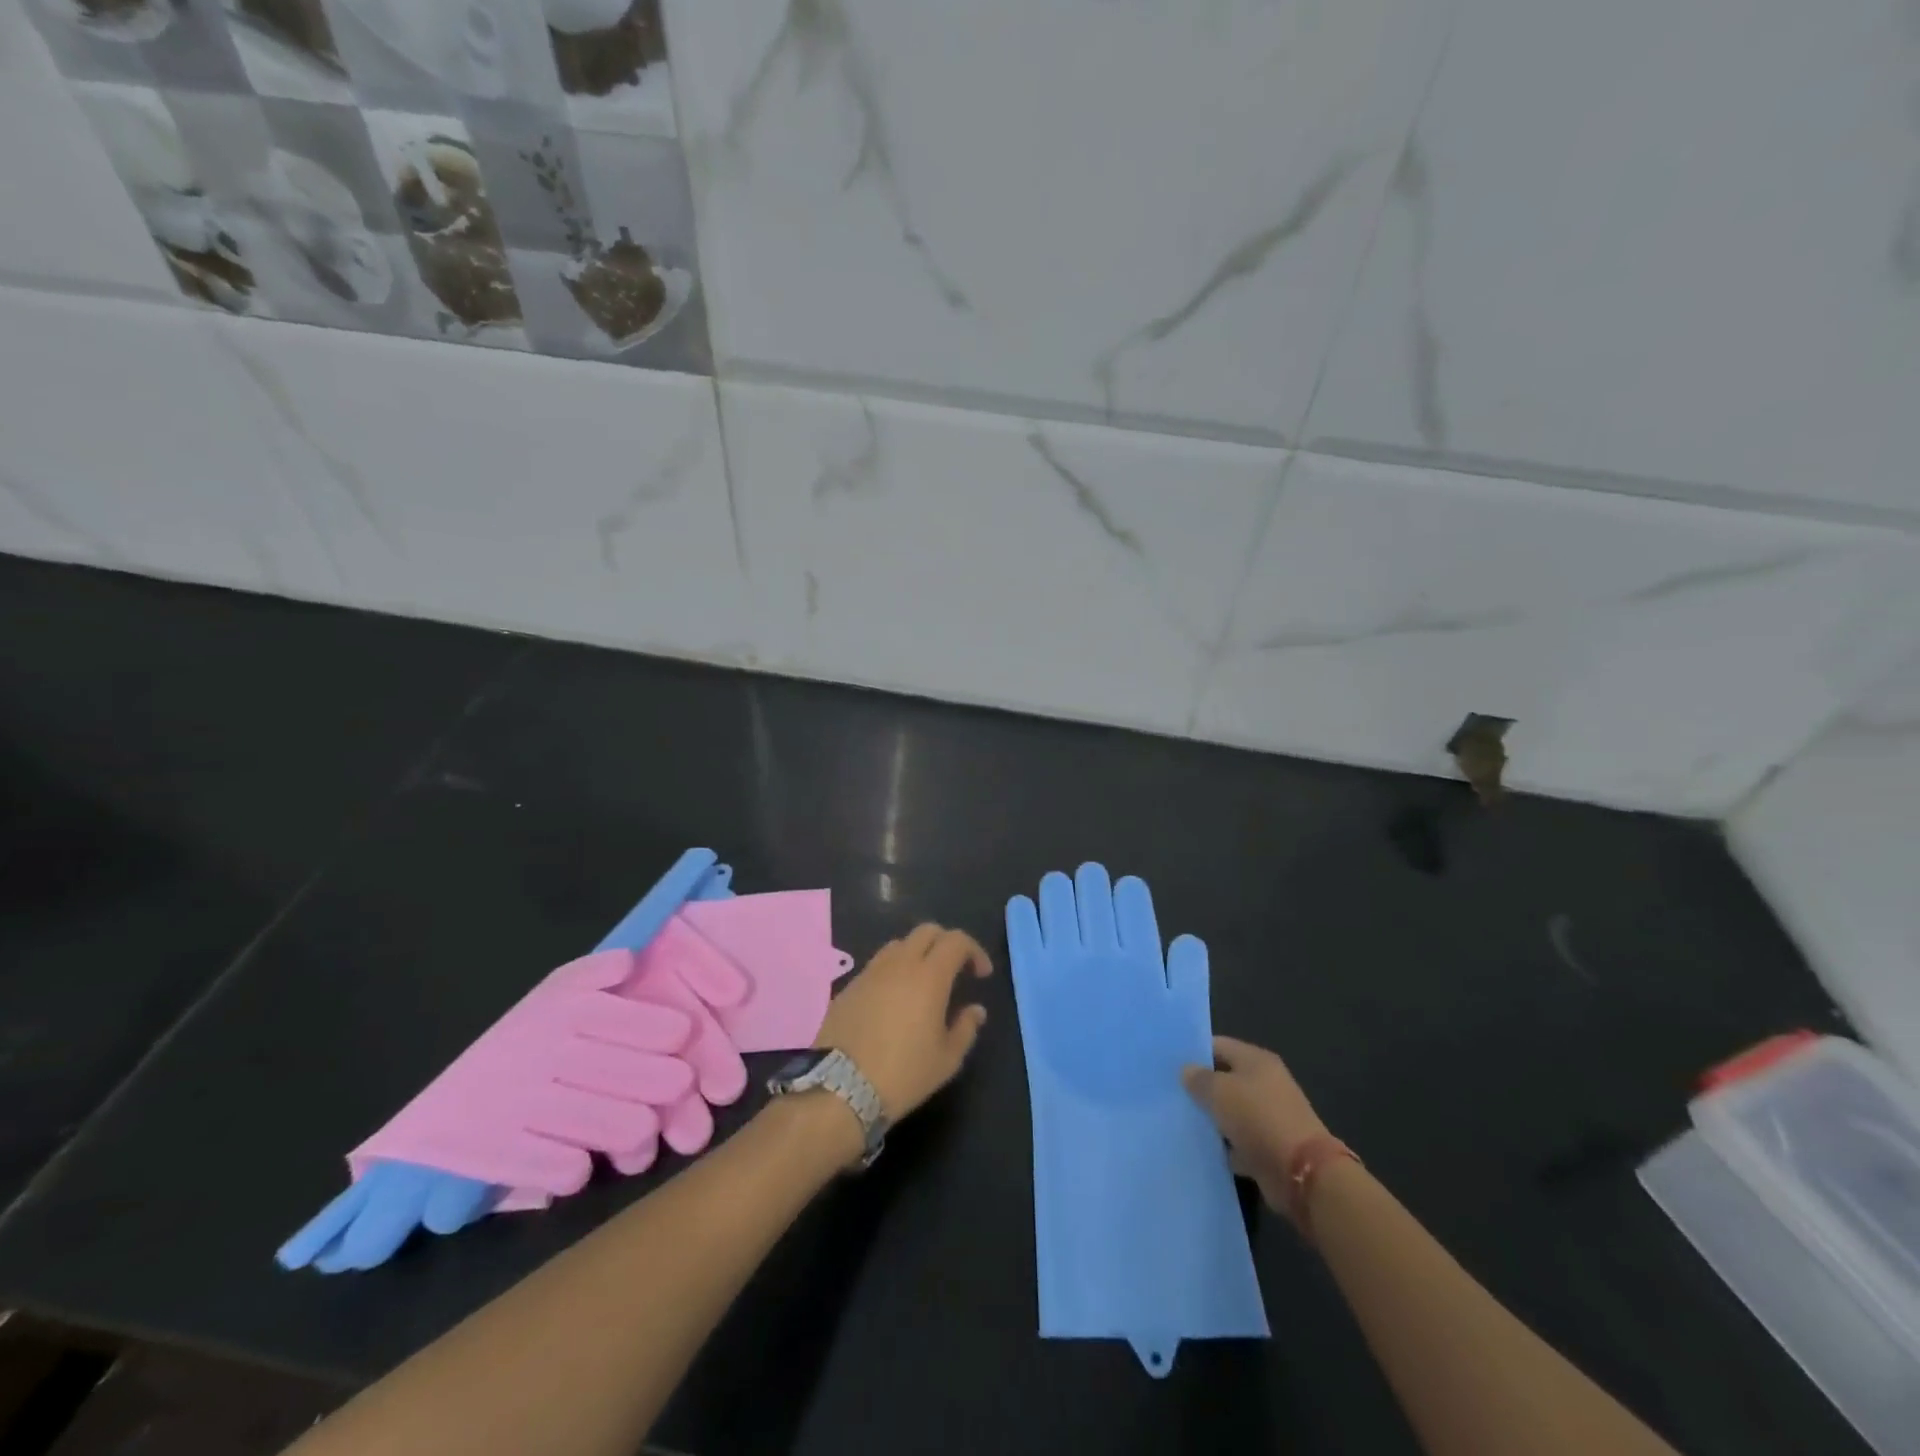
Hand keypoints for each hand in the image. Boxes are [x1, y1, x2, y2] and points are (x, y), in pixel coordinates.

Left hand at [814, 924, 991, 1119]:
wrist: (840, 1088)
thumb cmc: (903, 1074)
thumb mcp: (946, 1059)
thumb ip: (966, 1028)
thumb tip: (975, 1010)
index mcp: (929, 975)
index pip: (956, 940)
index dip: (974, 950)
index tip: (981, 974)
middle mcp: (899, 963)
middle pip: (927, 931)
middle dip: (946, 943)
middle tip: (955, 970)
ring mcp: (870, 971)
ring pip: (899, 944)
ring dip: (917, 954)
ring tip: (923, 983)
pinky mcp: (849, 986)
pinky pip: (877, 965)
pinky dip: (893, 971)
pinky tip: (894, 1000)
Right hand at [1182, 1036, 1329, 1216]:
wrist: (1302, 1173)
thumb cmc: (1258, 1118)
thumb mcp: (1220, 1091)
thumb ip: (1199, 1078)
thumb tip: (1187, 1070)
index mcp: (1257, 1061)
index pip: (1218, 1045)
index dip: (1194, 1052)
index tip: (1169, 1063)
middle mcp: (1265, 1084)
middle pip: (1225, 1079)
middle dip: (1201, 1087)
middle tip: (1170, 1092)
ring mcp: (1269, 1116)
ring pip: (1231, 1112)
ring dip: (1212, 1118)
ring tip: (1180, 1120)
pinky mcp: (1269, 1147)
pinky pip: (1239, 1140)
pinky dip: (1225, 1145)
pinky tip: (1202, 1147)